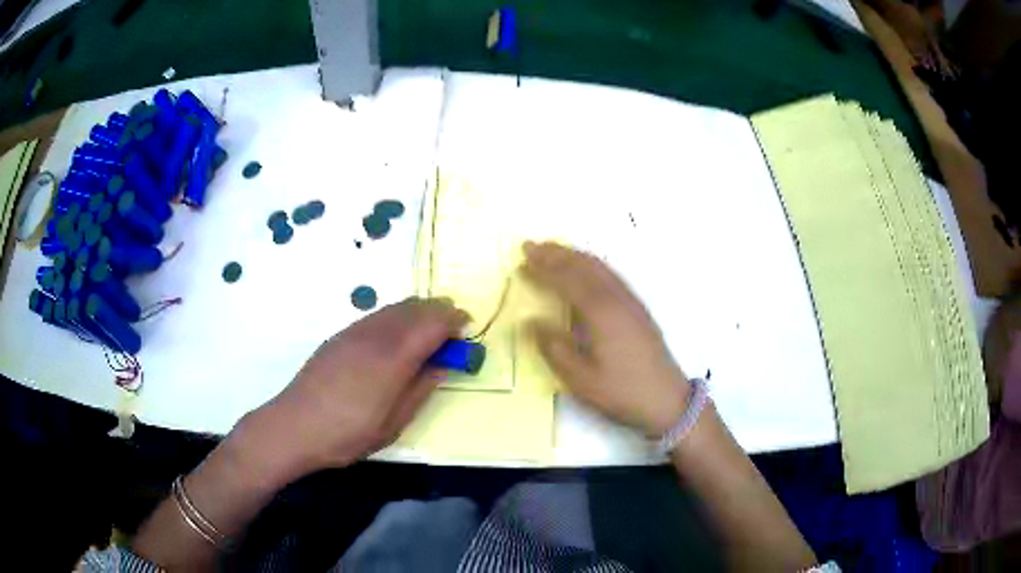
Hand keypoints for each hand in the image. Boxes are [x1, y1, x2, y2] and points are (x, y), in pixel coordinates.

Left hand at [236, 298, 468, 481]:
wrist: (294, 426)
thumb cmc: (348, 433)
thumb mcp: (394, 422)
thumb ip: (422, 389)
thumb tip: (444, 365)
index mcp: (393, 356)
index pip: (433, 323)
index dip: (454, 320)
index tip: (469, 326)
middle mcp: (375, 334)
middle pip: (415, 307)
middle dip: (439, 311)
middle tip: (454, 327)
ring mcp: (355, 332)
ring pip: (394, 308)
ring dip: (418, 312)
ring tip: (429, 330)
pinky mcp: (340, 336)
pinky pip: (377, 316)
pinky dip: (396, 317)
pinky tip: (396, 337)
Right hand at [523, 242, 688, 437]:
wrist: (666, 400)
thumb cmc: (621, 392)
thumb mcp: (580, 379)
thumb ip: (553, 347)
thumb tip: (530, 321)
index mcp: (600, 312)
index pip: (566, 280)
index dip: (543, 268)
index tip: (522, 257)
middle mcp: (616, 298)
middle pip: (583, 266)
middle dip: (556, 254)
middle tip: (532, 245)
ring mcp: (630, 301)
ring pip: (600, 267)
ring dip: (574, 255)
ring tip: (553, 250)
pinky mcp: (638, 308)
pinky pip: (611, 274)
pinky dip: (592, 264)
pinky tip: (587, 269)